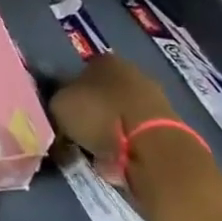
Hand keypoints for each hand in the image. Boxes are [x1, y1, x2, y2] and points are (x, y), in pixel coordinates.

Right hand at [49, 54, 178, 165]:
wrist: (152, 148)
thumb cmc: (100, 116)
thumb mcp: (59, 105)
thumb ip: (55, 102)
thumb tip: (57, 106)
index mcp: (104, 59)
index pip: (79, 71)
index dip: (67, 93)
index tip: (60, 114)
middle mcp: (131, 71)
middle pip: (101, 92)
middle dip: (89, 111)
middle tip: (74, 134)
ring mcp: (152, 99)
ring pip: (118, 114)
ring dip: (106, 130)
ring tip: (93, 152)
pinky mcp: (166, 127)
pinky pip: (133, 135)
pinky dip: (123, 146)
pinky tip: (113, 161)